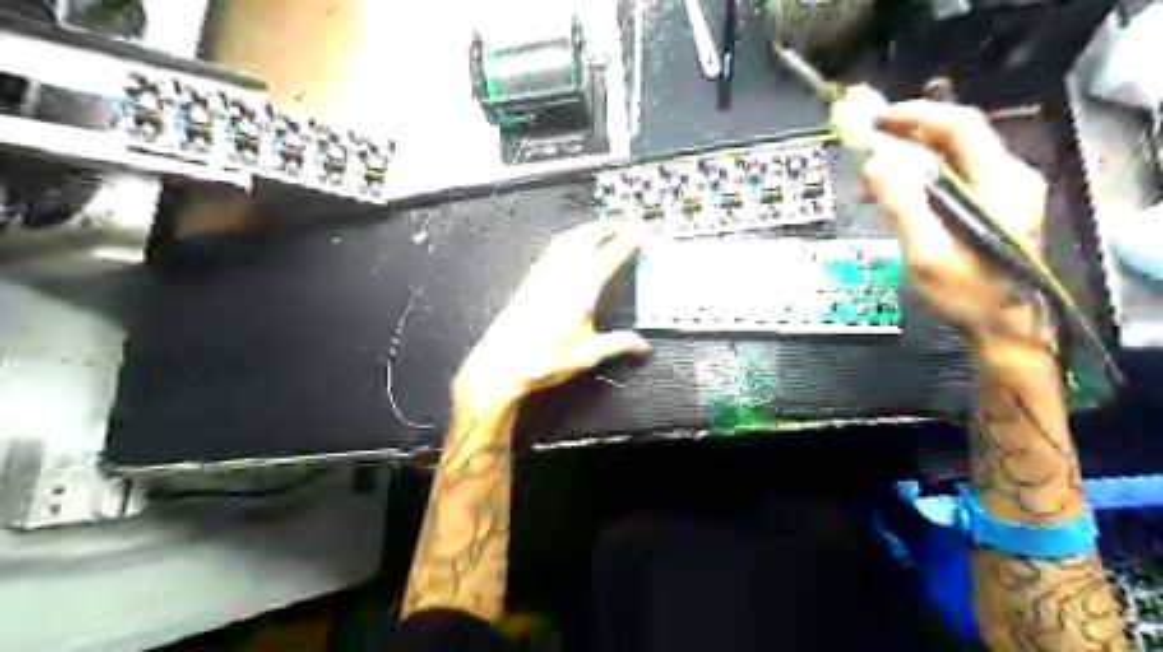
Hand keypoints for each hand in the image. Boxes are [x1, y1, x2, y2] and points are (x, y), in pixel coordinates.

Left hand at [454, 218, 653, 410]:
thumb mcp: (587, 355)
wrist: (502, 365)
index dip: (629, 240)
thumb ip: (618, 345)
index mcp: (580, 290)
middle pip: (588, 236)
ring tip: (601, 228)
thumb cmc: (539, 360)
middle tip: (626, 224)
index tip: (641, 232)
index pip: (610, 255)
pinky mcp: (531, 280)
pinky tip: (570, 246)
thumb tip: (639, 344)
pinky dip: (569, 238)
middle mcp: (561, 276)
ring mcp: (543, 275)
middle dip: (610, 226)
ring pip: (568, 238)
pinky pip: (554, 248)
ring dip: (588, 228)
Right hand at [862, 100, 1054, 346]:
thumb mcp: (926, 251)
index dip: (915, 115)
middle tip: (870, 143)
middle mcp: (1009, 176)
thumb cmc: (966, 292)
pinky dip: (924, 177)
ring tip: (875, 177)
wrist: (1004, 324)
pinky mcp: (998, 205)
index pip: (958, 125)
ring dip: (913, 157)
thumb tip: (875, 164)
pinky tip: (900, 196)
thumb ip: (902, 205)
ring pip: (956, 155)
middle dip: (910, 134)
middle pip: (958, 135)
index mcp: (997, 181)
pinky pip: (957, 176)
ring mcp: (1007, 190)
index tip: (876, 120)